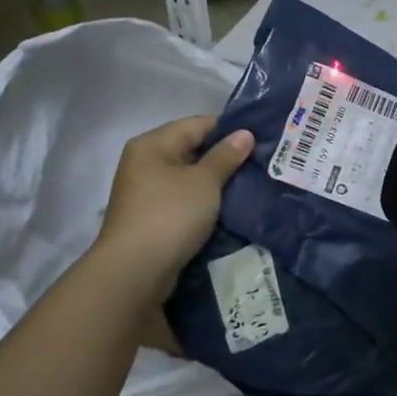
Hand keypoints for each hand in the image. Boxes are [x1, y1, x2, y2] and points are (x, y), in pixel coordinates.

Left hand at [95, 116, 254, 297]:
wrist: (135, 271)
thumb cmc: (170, 214)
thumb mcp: (204, 181)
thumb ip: (226, 156)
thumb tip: (245, 133)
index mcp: (153, 144)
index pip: (198, 124)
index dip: (230, 130)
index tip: (261, 140)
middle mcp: (145, 162)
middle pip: (192, 149)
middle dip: (225, 157)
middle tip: (261, 164)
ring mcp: (146, 192)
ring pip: (190, 177)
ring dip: (216, 182)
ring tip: (251, 185)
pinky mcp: (152, 217)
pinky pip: (184, 200)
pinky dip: (205, 202)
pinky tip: (230, 208)